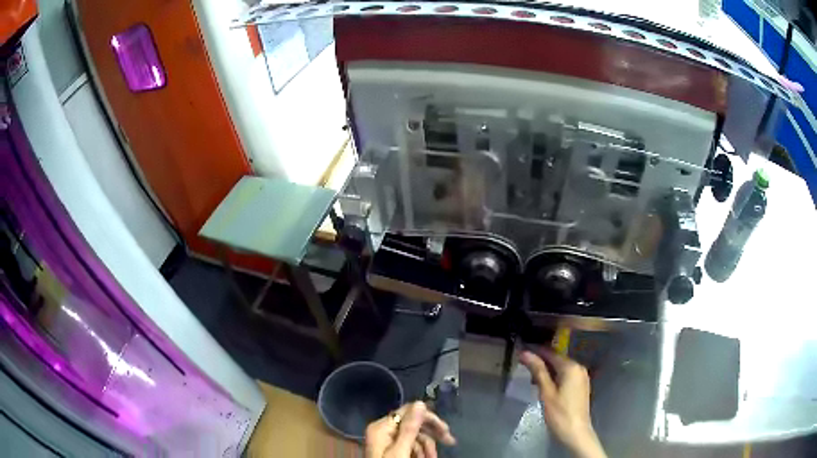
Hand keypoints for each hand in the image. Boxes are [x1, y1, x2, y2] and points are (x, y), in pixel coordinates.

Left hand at [365, 401, 455, 457]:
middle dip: (431, 434)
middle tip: (450, 441)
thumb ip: (410, 428)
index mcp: (381, 427)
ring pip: (413, 436)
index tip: (447, 430)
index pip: (409, 412)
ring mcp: (386, 440)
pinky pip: (409, 445)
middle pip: (413, 424)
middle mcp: (383, 430)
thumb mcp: (401, 450)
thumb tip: (421, 403)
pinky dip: (420, 452)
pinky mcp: (390, 450)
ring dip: (427, 447)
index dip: (429, 419)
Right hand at [519, 350, 606, 457]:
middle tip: (524, 368)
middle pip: (557, 360)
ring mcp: (581, 377)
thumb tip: (526, 353)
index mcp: (571, 367)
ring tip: (532, 379)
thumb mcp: (546, 392)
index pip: (551, 353)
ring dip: (547, 371)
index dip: (536, 352)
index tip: (521, 353)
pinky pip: (566, 376)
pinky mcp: (581, 386)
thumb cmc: (559, 413)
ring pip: (561, 368)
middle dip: (541, 363)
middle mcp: (579, 368)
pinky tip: (545, 386)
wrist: (575, 432)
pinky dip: (555, 378)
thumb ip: (538, 371)